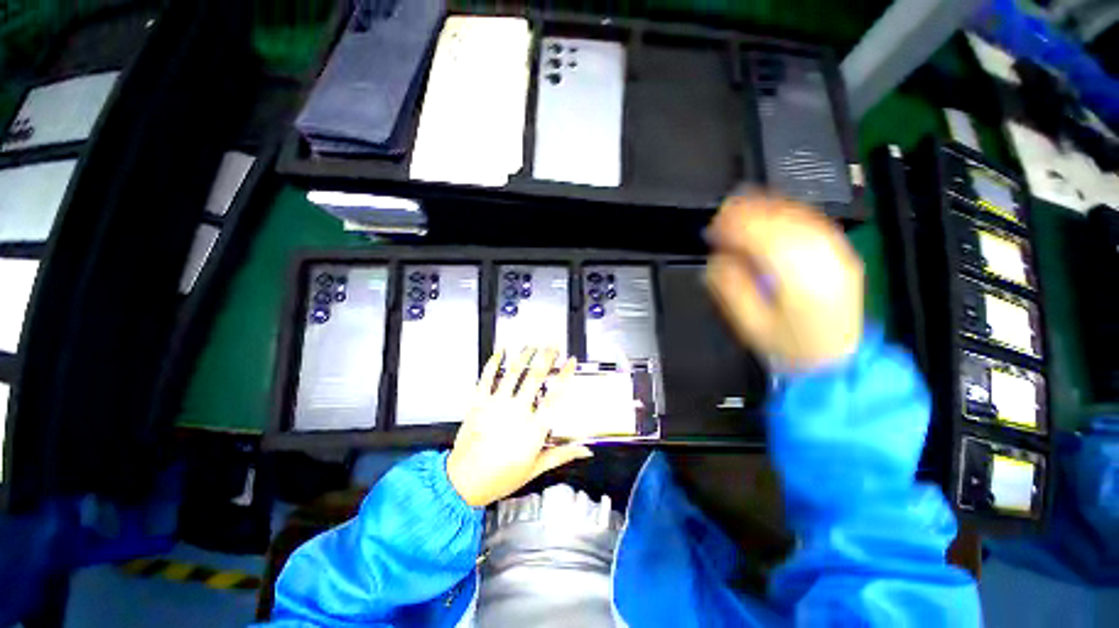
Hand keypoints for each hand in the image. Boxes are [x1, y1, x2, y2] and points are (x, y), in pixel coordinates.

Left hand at [446, 348, 592, 507]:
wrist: (462, 483)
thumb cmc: (499, 478)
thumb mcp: (535, 468)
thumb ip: (561, 455)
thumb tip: (584, 450)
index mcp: (533, 429)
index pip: (555, 395)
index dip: (565, 375)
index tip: (571, 362)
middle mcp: (516, 412)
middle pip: (535, 376)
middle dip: (547, 357)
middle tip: (553, 346)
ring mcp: (496, 404)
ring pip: (514, 371)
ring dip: (525, 354)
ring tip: (533, 344)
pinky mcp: (478, 403)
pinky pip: (487, 377)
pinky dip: (494, 361)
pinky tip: (500, 351)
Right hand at [705, 192, 863, 370]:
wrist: (835, 359)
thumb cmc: (789, 346)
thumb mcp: (751, 323)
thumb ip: (731, 287)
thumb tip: (717, 259)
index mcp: (799, 279)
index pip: (763, 238)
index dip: (734, 227)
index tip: (713, 228)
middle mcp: (823, 260)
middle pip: (782, 221)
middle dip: (747, 213)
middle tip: (722, 215)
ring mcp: (837, 254)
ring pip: (799, 217)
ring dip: (766, 208)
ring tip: (741, 209)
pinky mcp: (841, 253)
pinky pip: (813, 222)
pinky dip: (788, 213)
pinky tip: (770, 213)